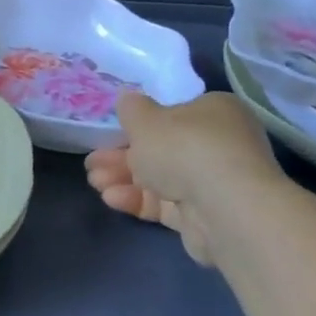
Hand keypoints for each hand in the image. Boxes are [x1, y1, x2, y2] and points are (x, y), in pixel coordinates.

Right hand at [84, 90, 283, 263]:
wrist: (224, 209)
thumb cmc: (184, 147)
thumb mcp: (145, 119)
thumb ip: (131, 109)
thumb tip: (128, 99)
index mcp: (214, 112)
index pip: (173, 114)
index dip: (139, 124)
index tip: (111, 133)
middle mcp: (220, 144)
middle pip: (162, 149)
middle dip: (122, 156)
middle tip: (92, 162)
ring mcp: (214, 183)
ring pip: (160, 177)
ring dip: (123, 178)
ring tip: (94, 181)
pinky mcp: (205, 217)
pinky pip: (166, 203)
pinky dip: (138, 199)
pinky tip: (110, 198)